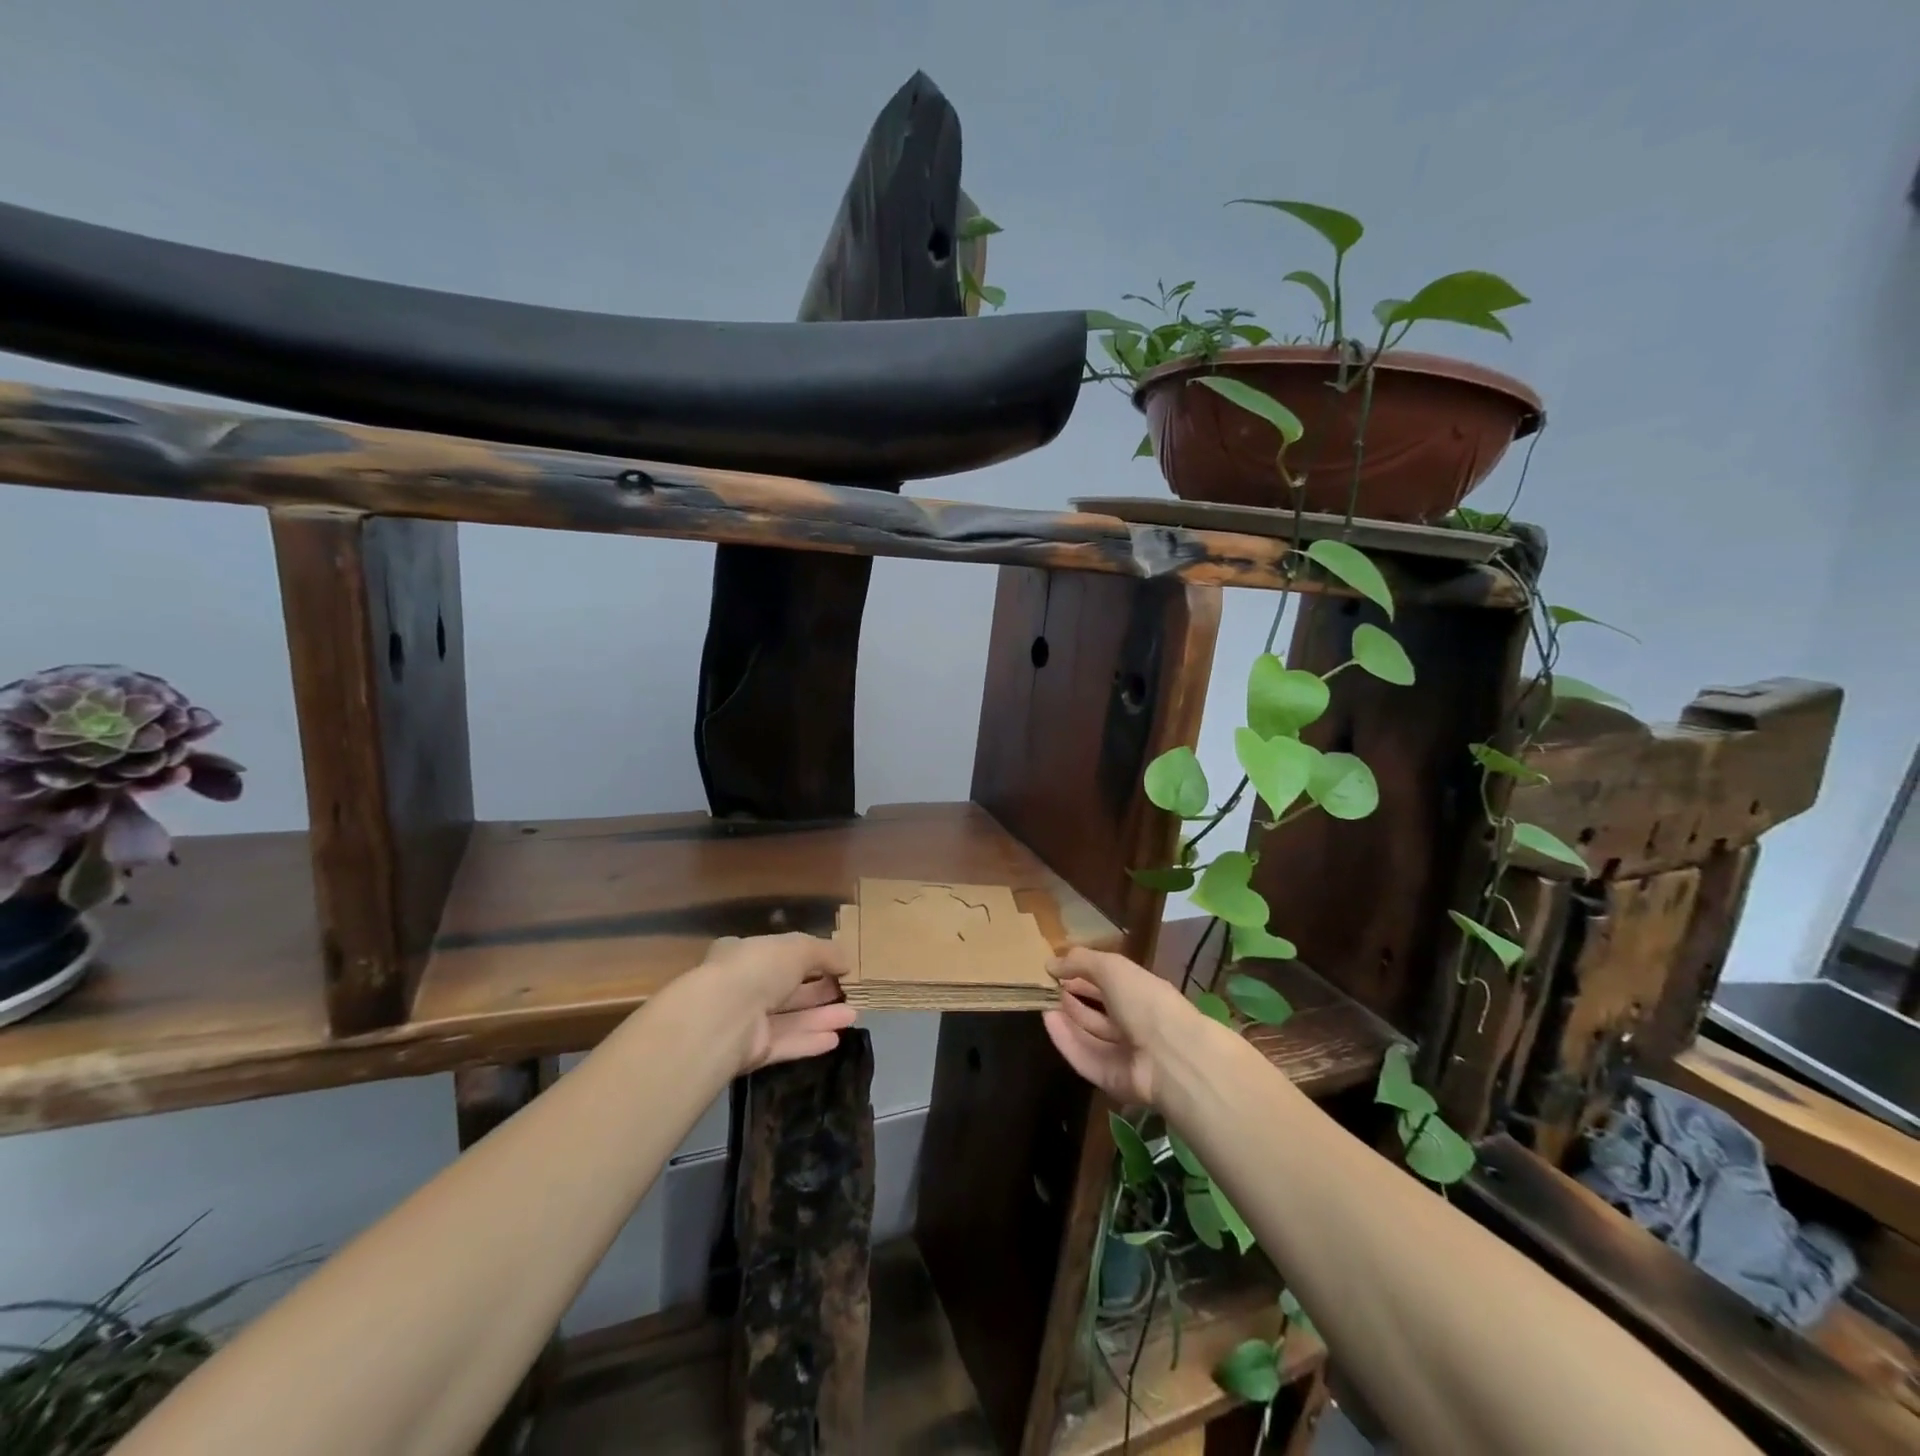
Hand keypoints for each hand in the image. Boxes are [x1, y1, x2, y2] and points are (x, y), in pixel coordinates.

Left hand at [684, 932, 858, 1074]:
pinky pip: (786, 1043)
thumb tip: (847, 962)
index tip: (836, 966)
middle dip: (820, 991)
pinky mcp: (751, 1052)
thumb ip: (825, 952)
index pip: (779, 955)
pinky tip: (835, 1039)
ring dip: (821, 1017)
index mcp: (745, 954)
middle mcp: (743, 987)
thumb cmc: (759, 968)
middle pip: (788, 989)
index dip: (809, 960)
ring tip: (853, 1016)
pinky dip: (809, 1041)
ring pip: (790, 1018)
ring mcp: (746, 1021)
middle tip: (849, 992)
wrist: (723, 1017)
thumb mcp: (799, 947)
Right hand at [1042, 946, 1195, 1106]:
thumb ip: (1080, 961)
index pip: (1109, 982)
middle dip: (1073, 997)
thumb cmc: (1144, 1001)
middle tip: (1045, 987)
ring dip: (1066, 1017)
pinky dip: (1065, 1039)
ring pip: (1089, 1034)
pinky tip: (1048, 1020)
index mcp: (1142, 993)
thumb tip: (1050, 963)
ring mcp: (1123, 1053)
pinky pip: (1084, 1056)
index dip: (1084, 974)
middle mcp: (1134, 1023)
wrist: (1169, 1057)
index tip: (1057, 968)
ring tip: (1041, 1001)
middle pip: (1098, 1011)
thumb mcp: (1112, 967)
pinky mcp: (1110, 1078)